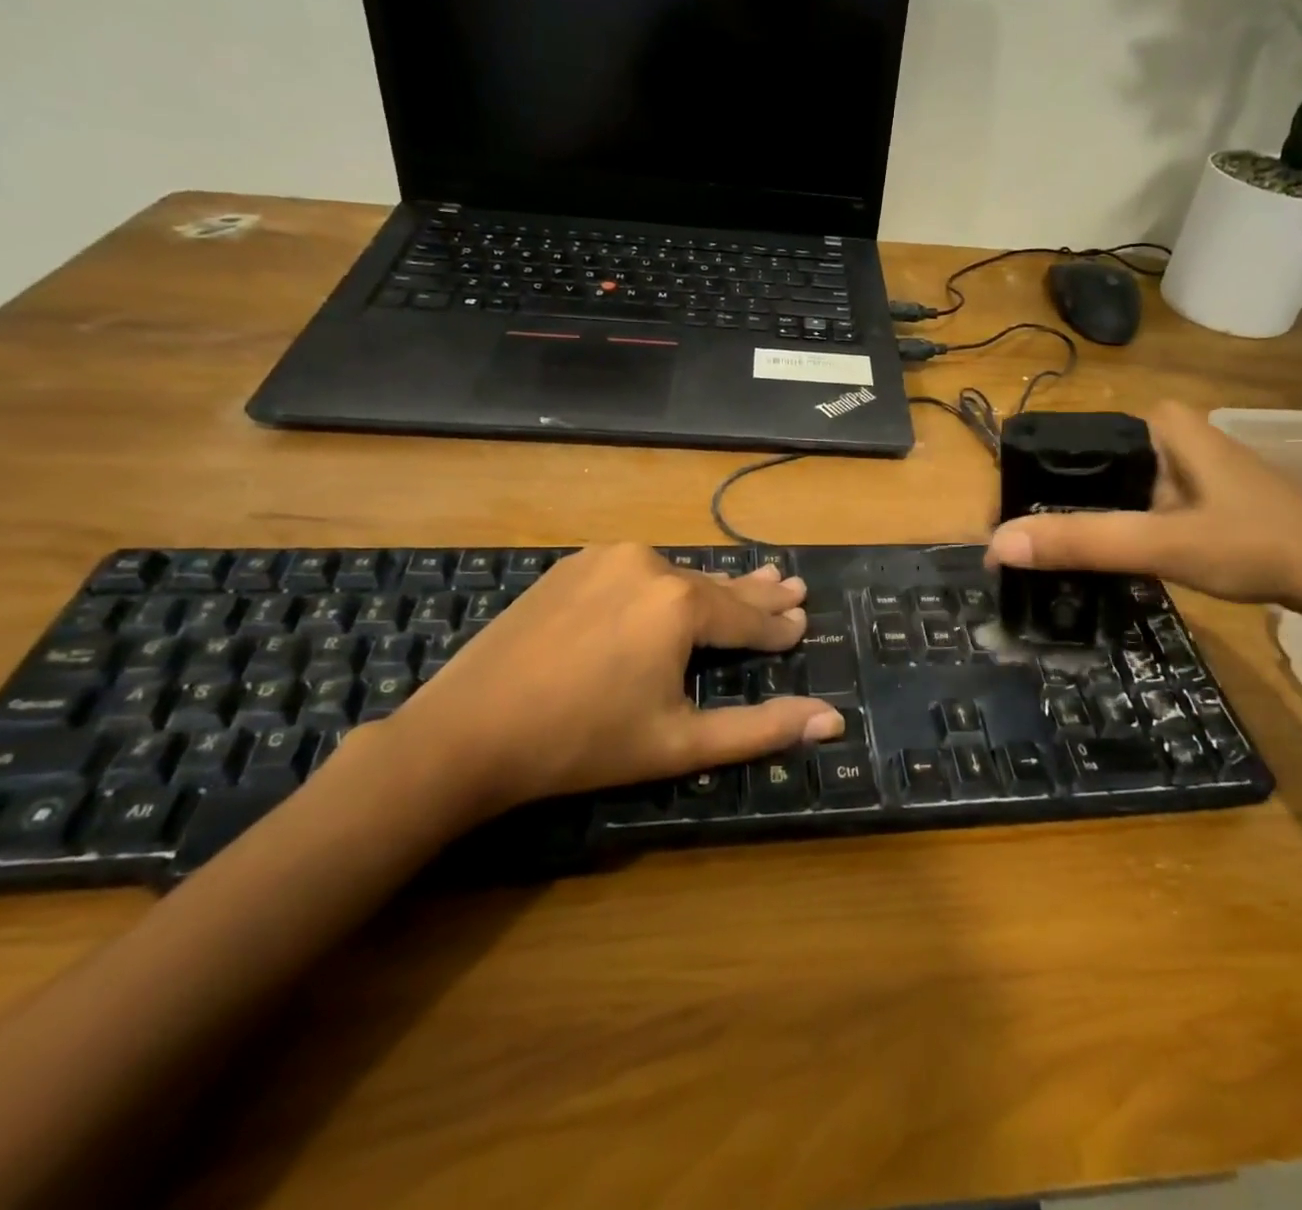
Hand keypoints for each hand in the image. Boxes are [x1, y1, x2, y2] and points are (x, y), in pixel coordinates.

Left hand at [388, 545, 844, 824]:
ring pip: (677, 576)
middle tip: (793, 584)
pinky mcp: (573, 565)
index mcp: (681, 603)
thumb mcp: (680, 742)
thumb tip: (834, 720)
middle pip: (716, 585)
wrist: (467, 731)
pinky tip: (675, 589)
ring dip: (712, 587)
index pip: (746, 616)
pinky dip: (665, 583)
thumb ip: (762, 728)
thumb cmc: (583, 743)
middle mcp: (649, 564)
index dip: (777, 626)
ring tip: (750, 582)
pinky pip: (637, 572)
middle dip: (757, 592)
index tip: (803, 620)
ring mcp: (606, 558)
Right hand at [984, 401, 1301, 615]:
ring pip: (1107, 492)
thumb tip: (996, 546)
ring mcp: (1181, 466)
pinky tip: (1095, 559)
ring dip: (1078, 523)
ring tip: (1040, 559)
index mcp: (1156, 422)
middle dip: (1050, 509)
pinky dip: (1110, 532)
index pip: (1067, 446)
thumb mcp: (1163, 543)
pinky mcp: (1192, 496)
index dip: (1029, 487)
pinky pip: (1131, 508)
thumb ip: (1082, 542)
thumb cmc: (1259, 545)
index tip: (1002, 531)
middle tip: (1016, 553)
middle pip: (1084, 471)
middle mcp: (1165, 433)